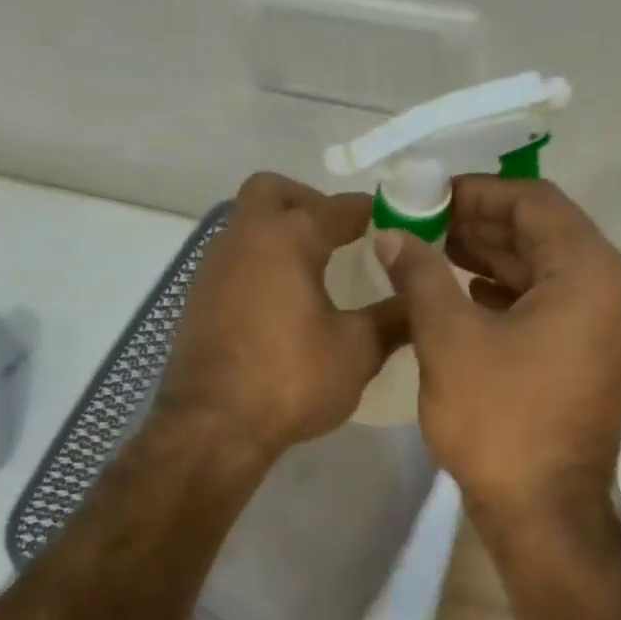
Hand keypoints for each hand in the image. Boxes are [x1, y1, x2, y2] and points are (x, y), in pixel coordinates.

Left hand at [156, 172, 402, 461]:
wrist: (212, 427)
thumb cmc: (291, 380)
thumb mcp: (357, 351)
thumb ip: (392, 319)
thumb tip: (421, 302)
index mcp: (286, 239)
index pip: (337, 207)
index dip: (371, 211)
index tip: (395, 222)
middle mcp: (243, 240)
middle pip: (271, 191)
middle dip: (309, 201)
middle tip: (340, 235)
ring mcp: (213, 269)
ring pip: (246, 226)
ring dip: (280, 233)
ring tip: (315, 271)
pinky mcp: (198, 300)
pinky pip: (234, 261)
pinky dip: (261, 265)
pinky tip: (283, 304)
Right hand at [373, 176, 620, 524]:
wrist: (543, 512)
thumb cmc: (498, 421)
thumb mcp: (449, 340)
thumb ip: (420, 275)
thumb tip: (391, 236)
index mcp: (591, 274)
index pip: (535, 203)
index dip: (476, 192)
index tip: (427, 195)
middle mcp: (613, 291)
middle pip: (545, 234)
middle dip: (481, 225)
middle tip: (423, 222)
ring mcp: (609, 328)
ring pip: (548, 271)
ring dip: (493, 258)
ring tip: (435, 252)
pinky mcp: (595, 357)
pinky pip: (554, 306)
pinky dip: (511, 294)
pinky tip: (467, 294)